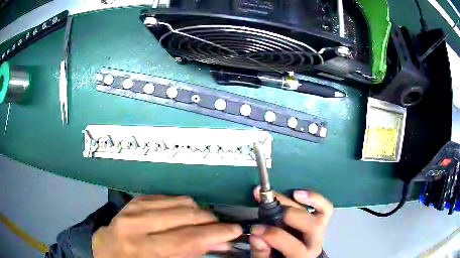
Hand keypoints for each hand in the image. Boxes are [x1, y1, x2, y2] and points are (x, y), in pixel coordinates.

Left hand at [92, 195, 241, 257]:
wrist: (106, 250)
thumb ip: (188, 255)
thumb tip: (216, 243)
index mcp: (141, 248)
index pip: (186, 238)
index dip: (215, 233)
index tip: (235, 231)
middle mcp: (136, 224)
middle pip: (185, 215)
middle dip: (211, 221)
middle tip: (224, 228)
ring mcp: (133, 208)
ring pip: (179, 201)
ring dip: (199, 211)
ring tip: (207, 222)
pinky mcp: (135, 200)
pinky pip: (167, 197)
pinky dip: (183, 205)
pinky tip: (187, 215)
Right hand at [250, 187, 332, 257]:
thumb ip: (261, 251)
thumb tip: (256, 235)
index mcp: (301, 256)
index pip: (290, 243)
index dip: (270, 234)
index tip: (255, 228)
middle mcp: (315, 242)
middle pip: (310, 226)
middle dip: (287, 215)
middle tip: (267, 208)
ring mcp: (321, 230)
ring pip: (321, 214)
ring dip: (306, 201)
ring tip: (287, 194)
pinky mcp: (322, 220)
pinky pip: (325, 207)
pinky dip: (315, 198)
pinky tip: (297, 193)